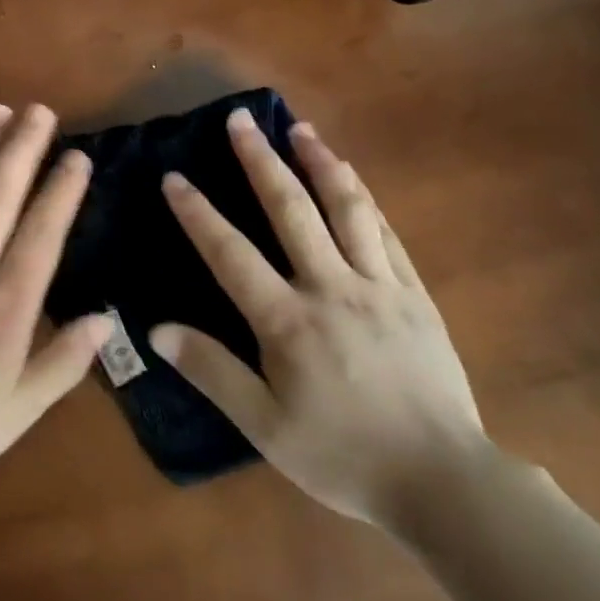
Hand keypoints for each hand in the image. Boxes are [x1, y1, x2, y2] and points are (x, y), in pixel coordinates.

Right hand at [149, 109, 488, 531]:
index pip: (230, 254)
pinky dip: (364, 199)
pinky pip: (386, 234)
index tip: (174, 177)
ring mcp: (379, 285)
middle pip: (291, 210)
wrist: (443, 480)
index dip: (198, 213)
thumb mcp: (265, 427)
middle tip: (240, 120)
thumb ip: (211, 372)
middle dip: (260, 160)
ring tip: (300, 128)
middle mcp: (331, 287)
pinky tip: (351, 179)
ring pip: (346, 208)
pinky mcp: (415, 294)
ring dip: (320, 162)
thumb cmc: (343, 457)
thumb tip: (157, 329)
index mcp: (288, 321)